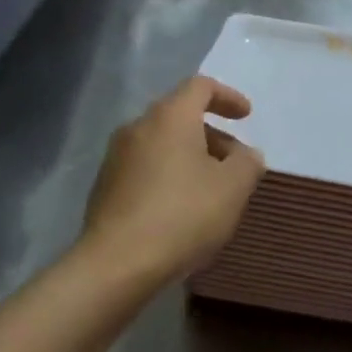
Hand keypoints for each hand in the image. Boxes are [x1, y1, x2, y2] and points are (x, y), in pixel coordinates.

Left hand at [81, 77, 265, 282]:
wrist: (116, 264)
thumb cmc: (183, 215)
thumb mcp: (234, 187)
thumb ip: (247, 162)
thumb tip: (245, 155)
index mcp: (170, 116)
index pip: (200, 86)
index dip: (228, 96)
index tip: (246, 116)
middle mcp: (138, 126)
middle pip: (180, 115)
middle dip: (212, 133)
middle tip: (234, 161)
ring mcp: (116, 157)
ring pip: (161, 143)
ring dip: (190, 156)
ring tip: (210, 188)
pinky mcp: (104, 186)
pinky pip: (145, 167)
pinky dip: (168, 174)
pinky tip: (180, 208)